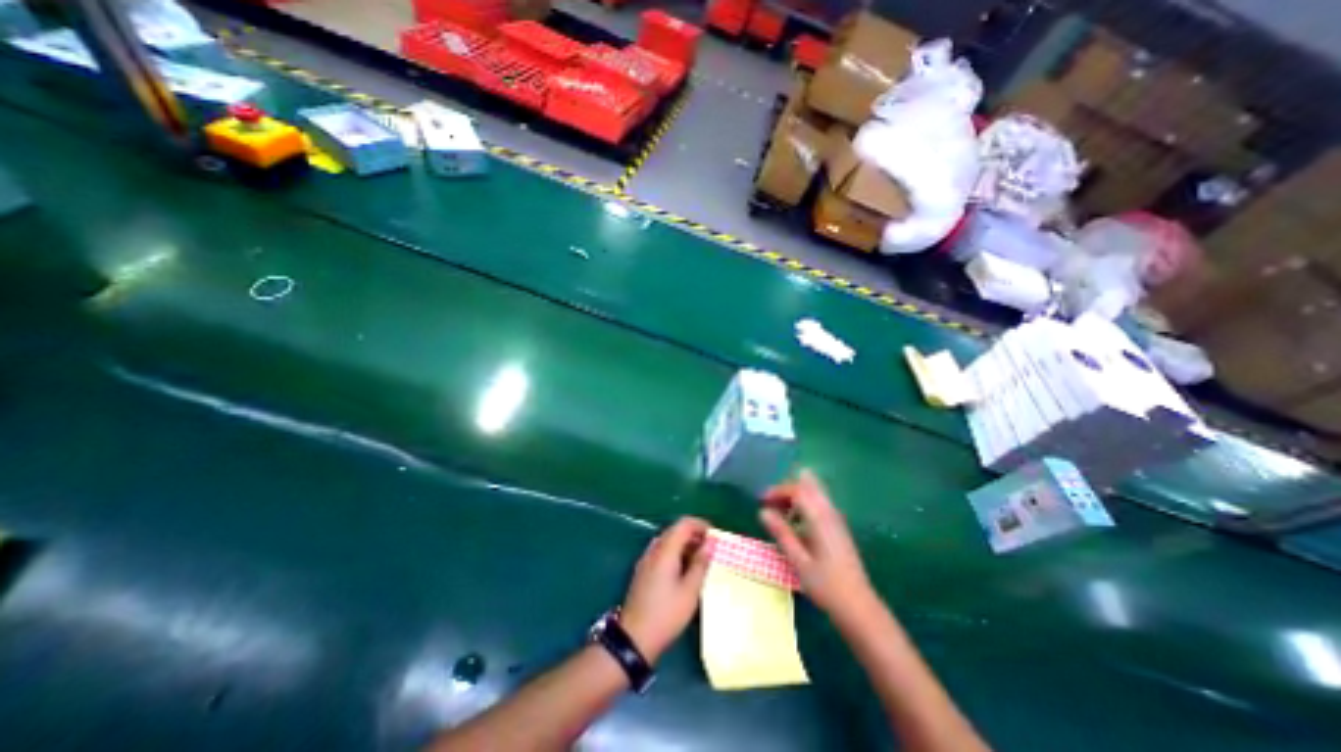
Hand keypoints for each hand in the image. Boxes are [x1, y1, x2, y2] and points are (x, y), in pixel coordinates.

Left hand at [623, 516, 716, 662]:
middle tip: (711, 549)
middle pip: (675, 530)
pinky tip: (684, 571)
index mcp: (665, 550)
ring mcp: (646, 560)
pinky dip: (675, 554)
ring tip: (701, 561)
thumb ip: (701, 563)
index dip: (700, 525)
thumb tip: (711, 543)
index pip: (684, 524)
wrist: (634, 638)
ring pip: (668, 541)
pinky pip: (662, 552)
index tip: (715, 536)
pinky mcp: (643, 571)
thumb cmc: (666, 614)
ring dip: (685, 545)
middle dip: (694, 535)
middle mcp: (654, 549)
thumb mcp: (690, 590)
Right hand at [759, 472, 875, 618]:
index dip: (778, 491)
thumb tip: (763, 511)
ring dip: (796, 497)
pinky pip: (820, 504)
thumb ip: (781, 533)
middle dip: (788, 490)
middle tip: (771, 502)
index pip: (797, 490)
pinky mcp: (839, 528)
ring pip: (815, 494)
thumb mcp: (798, 560)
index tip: (762, 501)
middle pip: (808, 487)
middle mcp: (830, 513)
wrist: (858, 606)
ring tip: (780, 511)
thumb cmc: (825, 585)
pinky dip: (805, 505)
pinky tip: (796, 522)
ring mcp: (837, 520)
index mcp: (819, 518)